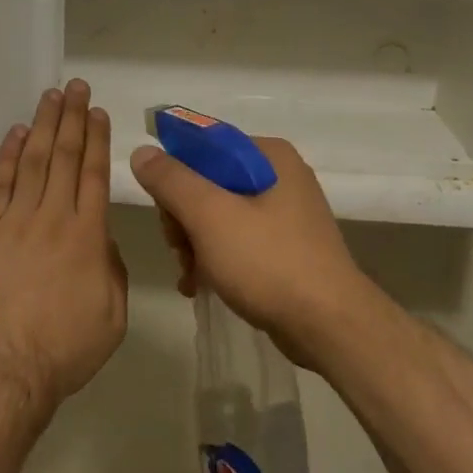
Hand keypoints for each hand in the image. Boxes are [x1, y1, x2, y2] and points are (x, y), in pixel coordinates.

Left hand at [0, 81, 126, 412]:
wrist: (4, 368)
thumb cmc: (65, 347)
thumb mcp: (113, 314)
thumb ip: (112, 268)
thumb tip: (100, 240)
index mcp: (88, 236)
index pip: (93, 174)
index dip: (96, 139)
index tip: (97, 112)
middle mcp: (53, 217)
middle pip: (64, 156)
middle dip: (72, 118)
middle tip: (76, 87)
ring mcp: (15, 221)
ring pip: (33, 161)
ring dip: (43, 125)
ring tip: (51, 96)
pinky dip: (7, 156)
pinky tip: (16, 134)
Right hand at [130, 136, 375, 364]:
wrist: (330, 328)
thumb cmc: (269, 262)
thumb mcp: (210, 216)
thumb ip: (172, 180)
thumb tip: (142, 151)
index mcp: (267, 155)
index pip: (204, 145)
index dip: (175, 174)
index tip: (165, 211)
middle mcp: (279, 175)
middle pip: (208, 181)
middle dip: (184, 217)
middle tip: (179, 249)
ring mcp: (285, 213)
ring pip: (219, 213)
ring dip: (195, 242)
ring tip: (190, 274)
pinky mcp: (286, 247)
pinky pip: (237, 239)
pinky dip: (215, 258)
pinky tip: (199, 284)